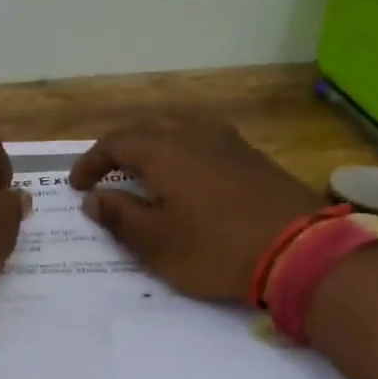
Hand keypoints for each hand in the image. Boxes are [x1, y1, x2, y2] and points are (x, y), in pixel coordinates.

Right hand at [70, 117, 320, 300]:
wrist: (300, 251)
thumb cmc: (214, 248)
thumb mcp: (155, 243)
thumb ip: (120, 217)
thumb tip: (95, 198)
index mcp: (164, 150)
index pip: (115, 143)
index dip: (91, 163)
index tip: (77, 186)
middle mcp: (194, 134)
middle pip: (147, 128)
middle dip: (120, 148)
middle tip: (106, 173)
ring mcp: (229, 142)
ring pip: (180, 129)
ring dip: (153, 146)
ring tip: (143, 171)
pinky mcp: (252, 157)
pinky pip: (205, 142)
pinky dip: (183, 153)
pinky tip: (187, 177)